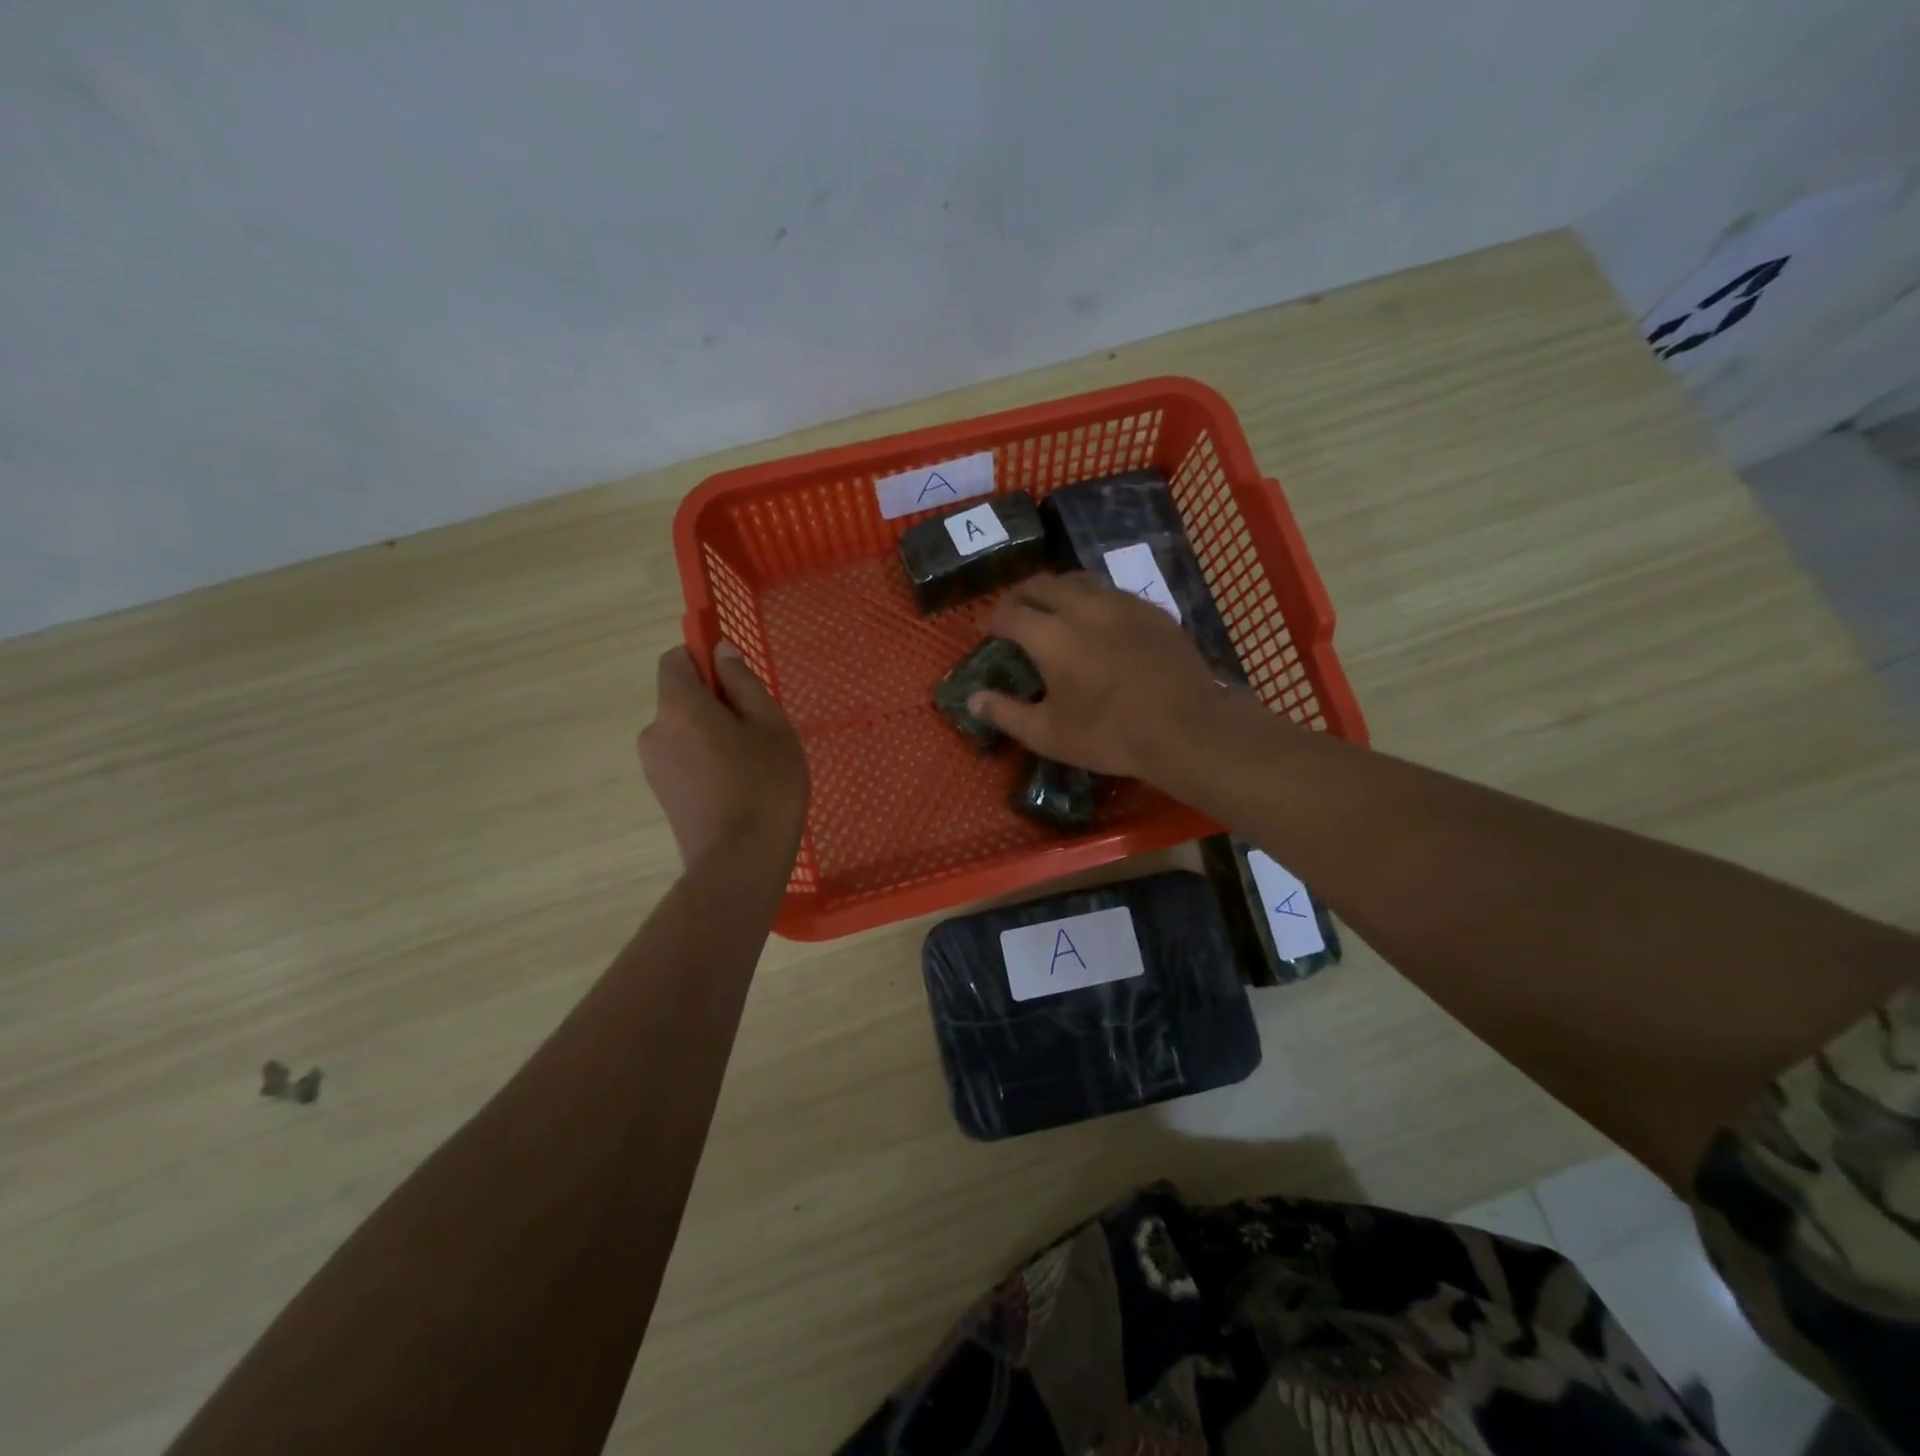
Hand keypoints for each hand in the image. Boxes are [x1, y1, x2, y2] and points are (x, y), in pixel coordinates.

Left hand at [639, 642, 808, 869]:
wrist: (739, 864)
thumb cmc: (765, 786)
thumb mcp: (771, 726)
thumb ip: (743, 683)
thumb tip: (721, 652)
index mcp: (679, 706)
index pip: (675, 660)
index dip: (703, 659)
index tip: (737, 679)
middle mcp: (654, 731)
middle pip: (681, 698)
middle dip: (715, 703)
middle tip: (759, 729)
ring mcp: (653, 766)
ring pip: (685, 732)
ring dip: (713, 735)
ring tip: (753, 764)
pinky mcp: (662, 794)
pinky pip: (683, 760)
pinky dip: (706, 761)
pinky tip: (738, 787)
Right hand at [968, 573, 1229, 778]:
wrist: (1185, 727)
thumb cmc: (1108, 735)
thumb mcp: (1048, 734)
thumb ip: (1005, 713)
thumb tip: (973, 700)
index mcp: (1050, 635)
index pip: (1009, 612)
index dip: (991, 618)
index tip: (985, 628)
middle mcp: (1082, 607)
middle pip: (1042, 584)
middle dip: (1021, 595)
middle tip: (1014, 613)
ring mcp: (1121, 603)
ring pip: (1079, 580)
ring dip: (1057, 590)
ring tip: (1053, 608)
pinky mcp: (1151, 610)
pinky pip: (1112, 592)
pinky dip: (1093, 599)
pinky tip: (1098, 621)